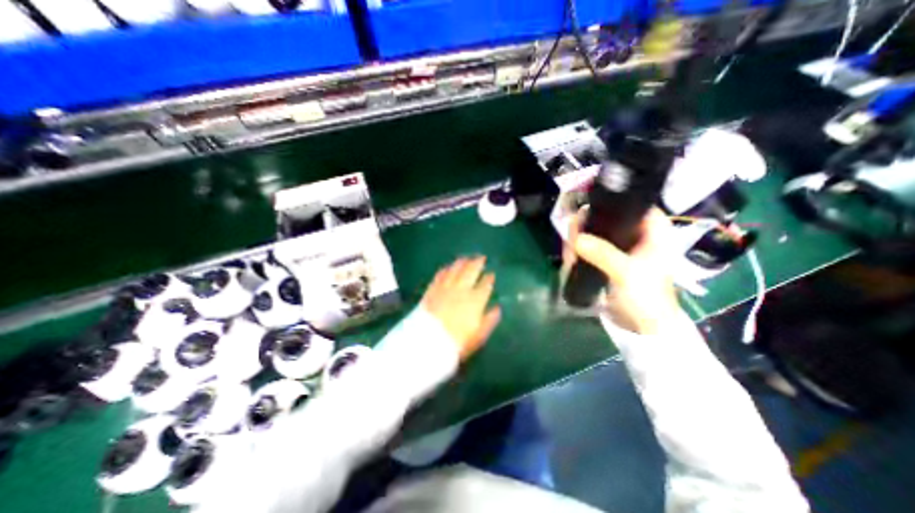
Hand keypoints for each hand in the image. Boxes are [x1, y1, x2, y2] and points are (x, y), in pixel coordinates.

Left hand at [424, 256, 503, 359]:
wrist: (428, 341)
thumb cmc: (457, 342)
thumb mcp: (479, 336)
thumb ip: (490, 320)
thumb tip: (497, 308)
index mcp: (475, 300)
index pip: (485, 285)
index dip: (489, 278)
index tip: (491, 274)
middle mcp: (461, 289)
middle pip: (471, 271)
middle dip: (477, 262)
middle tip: (481, 257)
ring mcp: (446, 287)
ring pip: (455, 269)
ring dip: (462, 262)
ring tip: (466, 257)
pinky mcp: (432, 289)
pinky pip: (441, 274)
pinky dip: (446, 269)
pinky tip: (448, 267)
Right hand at [565, 207, 685, 334]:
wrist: (642, 325)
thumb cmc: (646, 296)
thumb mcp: (626, 272)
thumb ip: (603, 253)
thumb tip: (575, 238)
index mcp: (652, 229)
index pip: (631, 203)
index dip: (610, 203)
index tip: (586, 211)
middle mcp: (634, 233)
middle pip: (605, 217)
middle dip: (586, 227)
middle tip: (572, 239)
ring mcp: (618, 246)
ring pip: (593, 232)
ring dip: (578, 241)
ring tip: (571, 255)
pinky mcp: (605, 257)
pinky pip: (587, 246)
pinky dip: (577, 251)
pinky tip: (570, 259)